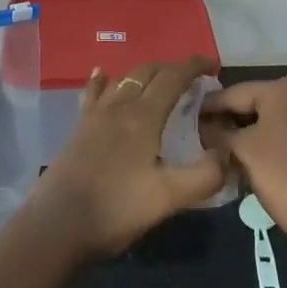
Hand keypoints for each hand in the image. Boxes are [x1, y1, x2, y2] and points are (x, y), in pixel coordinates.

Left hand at [26, 57, 228, 260]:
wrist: (58, 223)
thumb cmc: (117, 208)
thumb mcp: (169, 198)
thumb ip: (204, 175)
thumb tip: (228, 152)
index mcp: (143, 116)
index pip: (172, 78)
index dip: (193, 67)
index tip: (211, 64)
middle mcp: (119, 105)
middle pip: (147, 72)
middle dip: (171, 68)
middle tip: (191, 78)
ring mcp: (95, 114)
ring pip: (123, 79)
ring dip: (145, 74)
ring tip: (159, 80)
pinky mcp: (79, 127)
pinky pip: (95, 92)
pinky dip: (105, 80)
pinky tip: (103, 75)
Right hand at [204, 75, 286, 257]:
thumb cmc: (283, 176)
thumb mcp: (242, 150)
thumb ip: (219, 133)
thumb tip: (204, 127)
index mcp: (285, 88)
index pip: (236, 92)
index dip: (210, 106)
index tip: (189, 116)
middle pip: (256, 103)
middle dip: (231, 120)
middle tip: (205, 135)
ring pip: (274, 119)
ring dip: (250, 133)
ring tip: (225, 149)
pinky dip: (271, 142)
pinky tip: (252, 159)